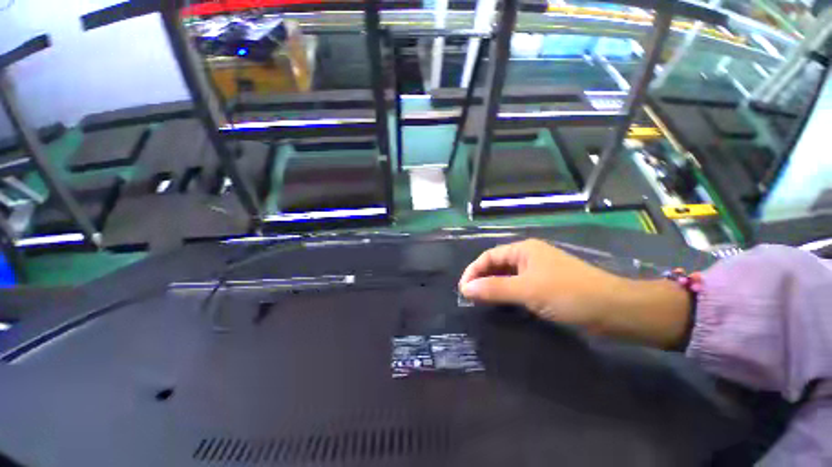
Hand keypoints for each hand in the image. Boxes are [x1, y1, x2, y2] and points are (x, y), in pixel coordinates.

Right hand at [459, 239, 691, 347]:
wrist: (614, 310)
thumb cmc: (568, 294)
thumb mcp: (526, 290)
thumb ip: (493, 289)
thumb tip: (465, 289)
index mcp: (523, 250)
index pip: (488, 256)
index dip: (473, 271)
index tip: (463, 290)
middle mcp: (528, 256)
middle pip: (496, 265)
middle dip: (481, 279)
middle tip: (470, 297)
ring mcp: (537, 271)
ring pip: (507, 276)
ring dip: (493, 287)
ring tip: (481, 301)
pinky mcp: (545, 285)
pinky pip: (518, 286)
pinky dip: (506, 293)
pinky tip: (501, 303)